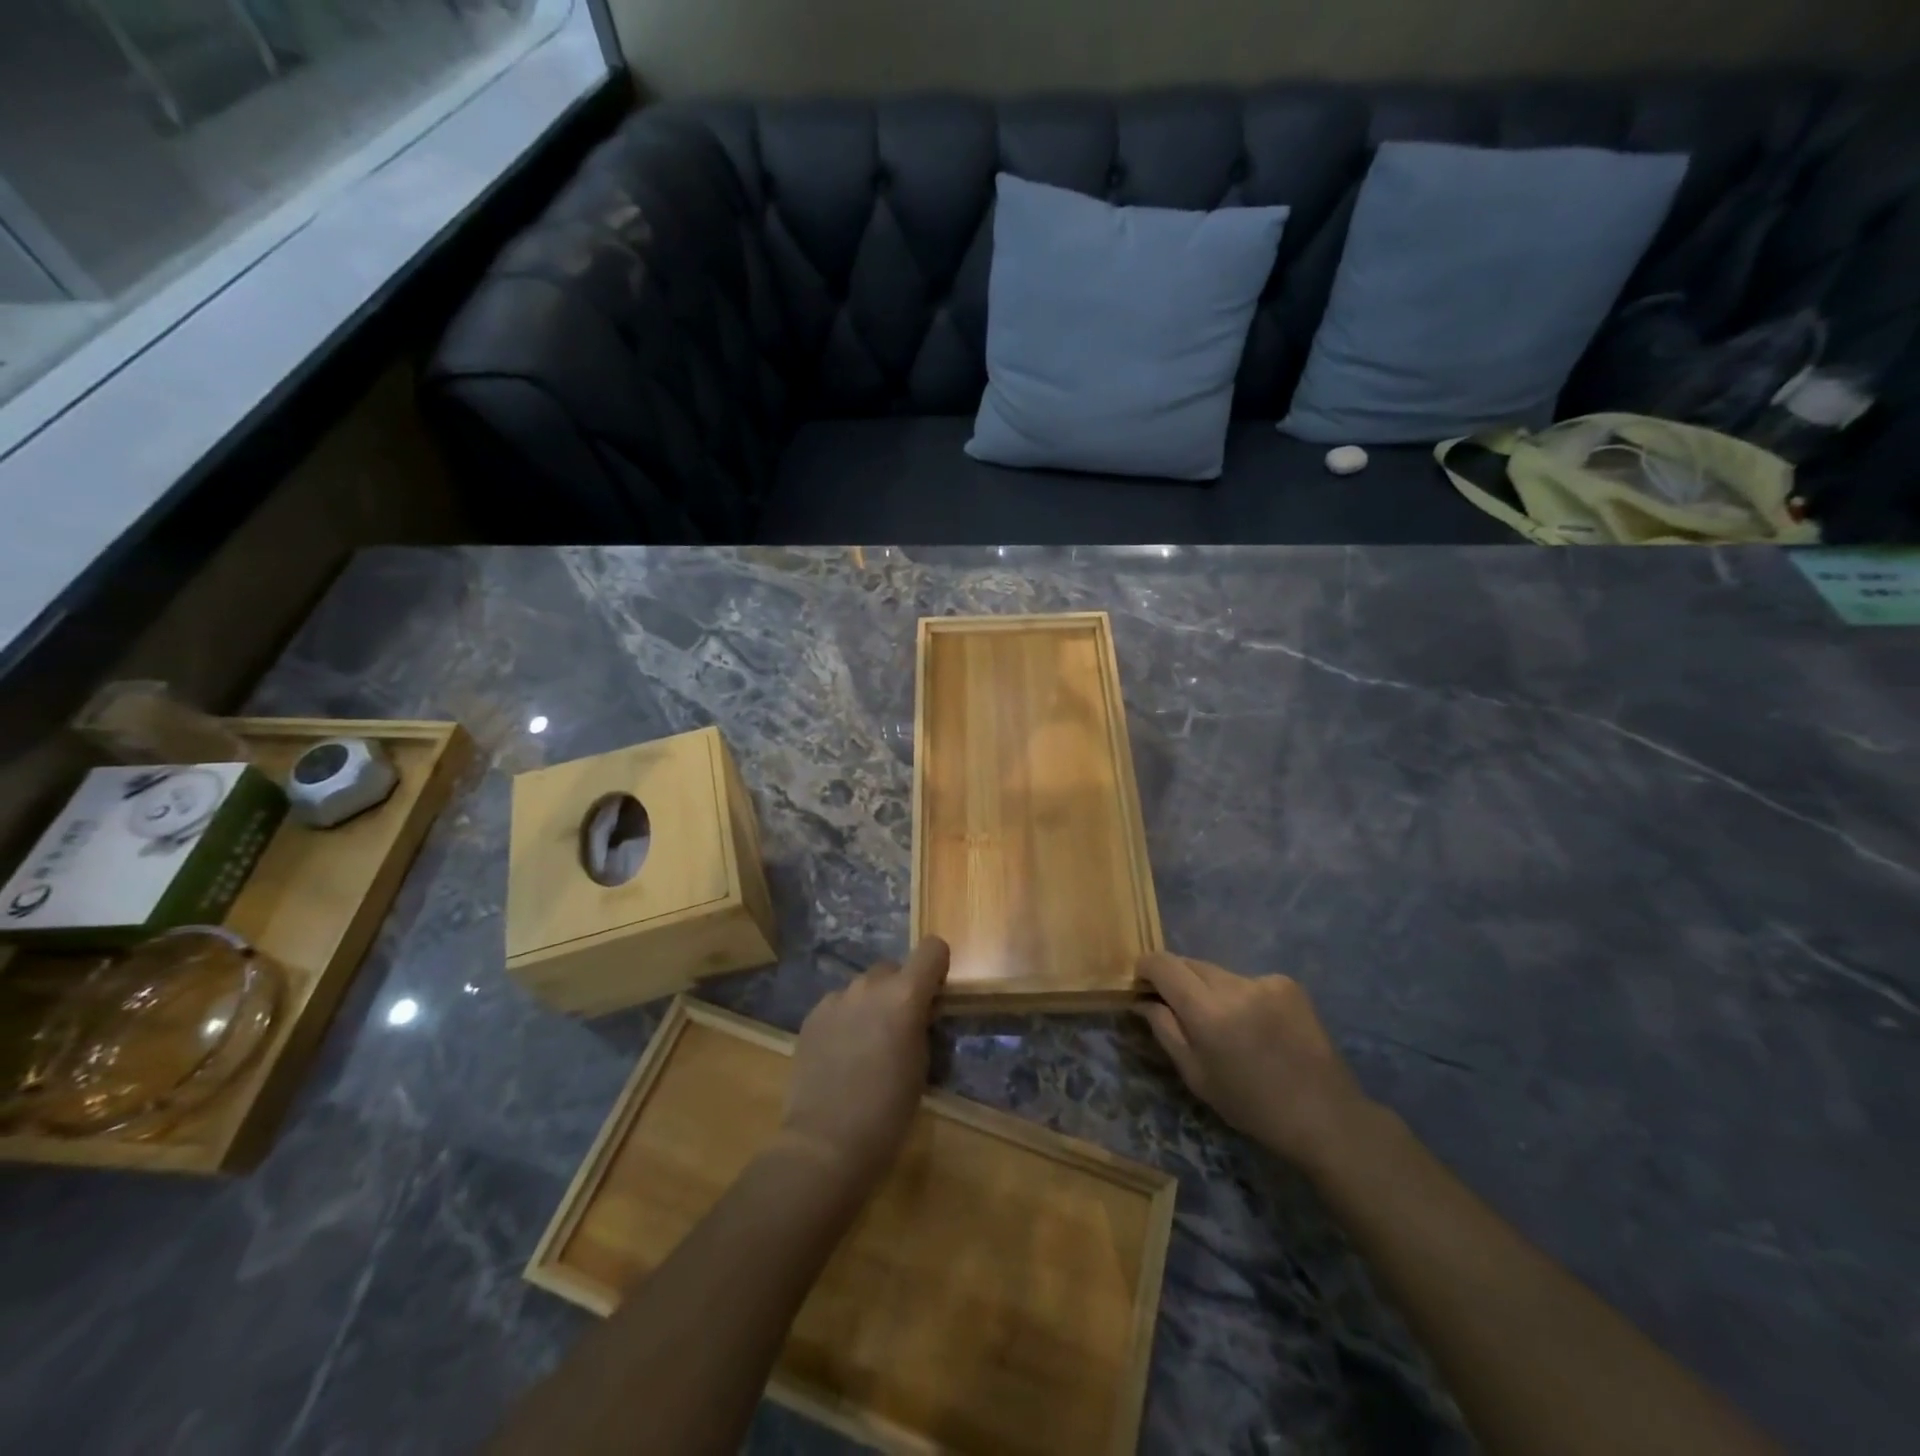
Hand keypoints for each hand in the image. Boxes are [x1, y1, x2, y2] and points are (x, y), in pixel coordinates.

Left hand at [778, 936, 950, 1191]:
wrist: (825, 1143)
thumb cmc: (888, 1111)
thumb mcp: (921, 1065)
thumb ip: (921, 1025)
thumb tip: (919, 1012)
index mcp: (904, 995)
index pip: (932, 949)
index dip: (937, 967)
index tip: (935, 995)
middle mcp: (869, 986)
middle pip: (893, 969)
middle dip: (900, 990)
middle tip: (898, 1029)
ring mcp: (836, 999)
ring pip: (862, 988)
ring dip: (870, 1005)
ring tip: (865, 1045)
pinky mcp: (811, 1016)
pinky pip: (838, 1005)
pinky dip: (845, 1020)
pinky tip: (840, 1055)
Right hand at [1136, 952, 1373, 1170]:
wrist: (1325, 1116)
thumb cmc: (1251, 1106)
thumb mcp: (1196, 1076)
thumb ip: (1164, 1030)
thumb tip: (1142, 1000)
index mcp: (1208, 1011)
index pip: (1163, 964)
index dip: (1146, 968)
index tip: (1142, 985)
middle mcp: (1234, 985)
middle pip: (1190, 963)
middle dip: (1177, 980)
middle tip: (1179, 1010)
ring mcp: (1264, 980)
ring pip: (1218, 971)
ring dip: (1209, 988)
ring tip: (1225, 1024)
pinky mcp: (1287, 983)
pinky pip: (1247, 980)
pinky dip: (1240, 995)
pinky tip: (1256, 1025)